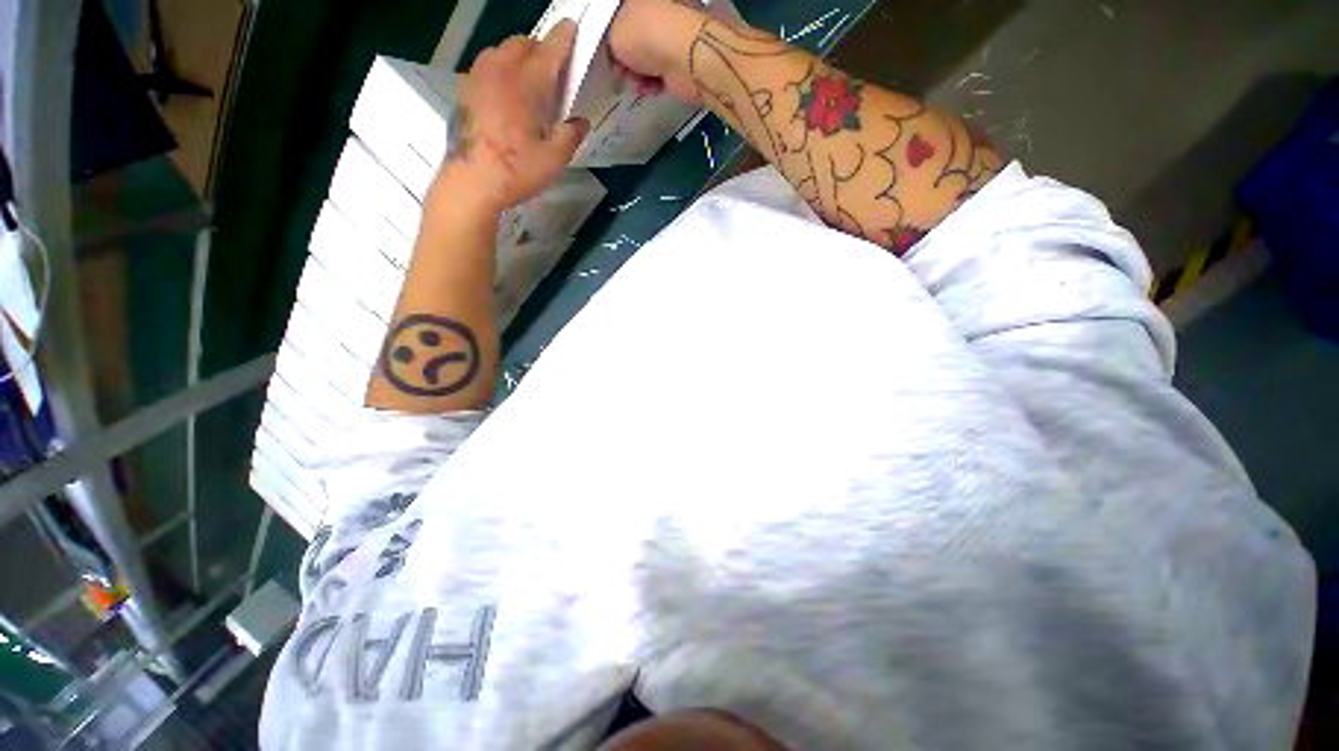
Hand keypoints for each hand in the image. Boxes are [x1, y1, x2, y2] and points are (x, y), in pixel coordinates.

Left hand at [434, 20, 588, 214]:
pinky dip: (499, 70)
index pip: (548, 51)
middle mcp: (500, 72)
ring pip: (499, 51)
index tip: (571, 27)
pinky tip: (505, 93)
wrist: (471, 182)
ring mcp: (477, 79)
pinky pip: (485, 67)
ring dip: (517, 56)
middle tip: (552, 68)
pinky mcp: (465, 91)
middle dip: (539, 48)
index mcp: (526, 85)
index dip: (563, 38)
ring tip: (528, 79)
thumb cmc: (516, 171)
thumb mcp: (554, 160)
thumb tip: (580, 122)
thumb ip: (570, 136)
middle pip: (521, 43)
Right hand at [609, 0, 707, 103]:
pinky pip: (662, 71)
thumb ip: (611, 41)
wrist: (686, 58)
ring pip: (648, 55)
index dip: (612, 33)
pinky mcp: (683, 57)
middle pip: (636, 35)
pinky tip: (648, 86)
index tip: (607, 50)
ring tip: (634, 80)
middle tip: (619, 69)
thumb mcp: (614, 33)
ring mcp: (674, 31)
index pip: (622, 13)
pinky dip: (653, 81)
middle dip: (626, 57)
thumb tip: (616, 52)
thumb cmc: (650, 34)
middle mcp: (662, 7)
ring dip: (638, 72)